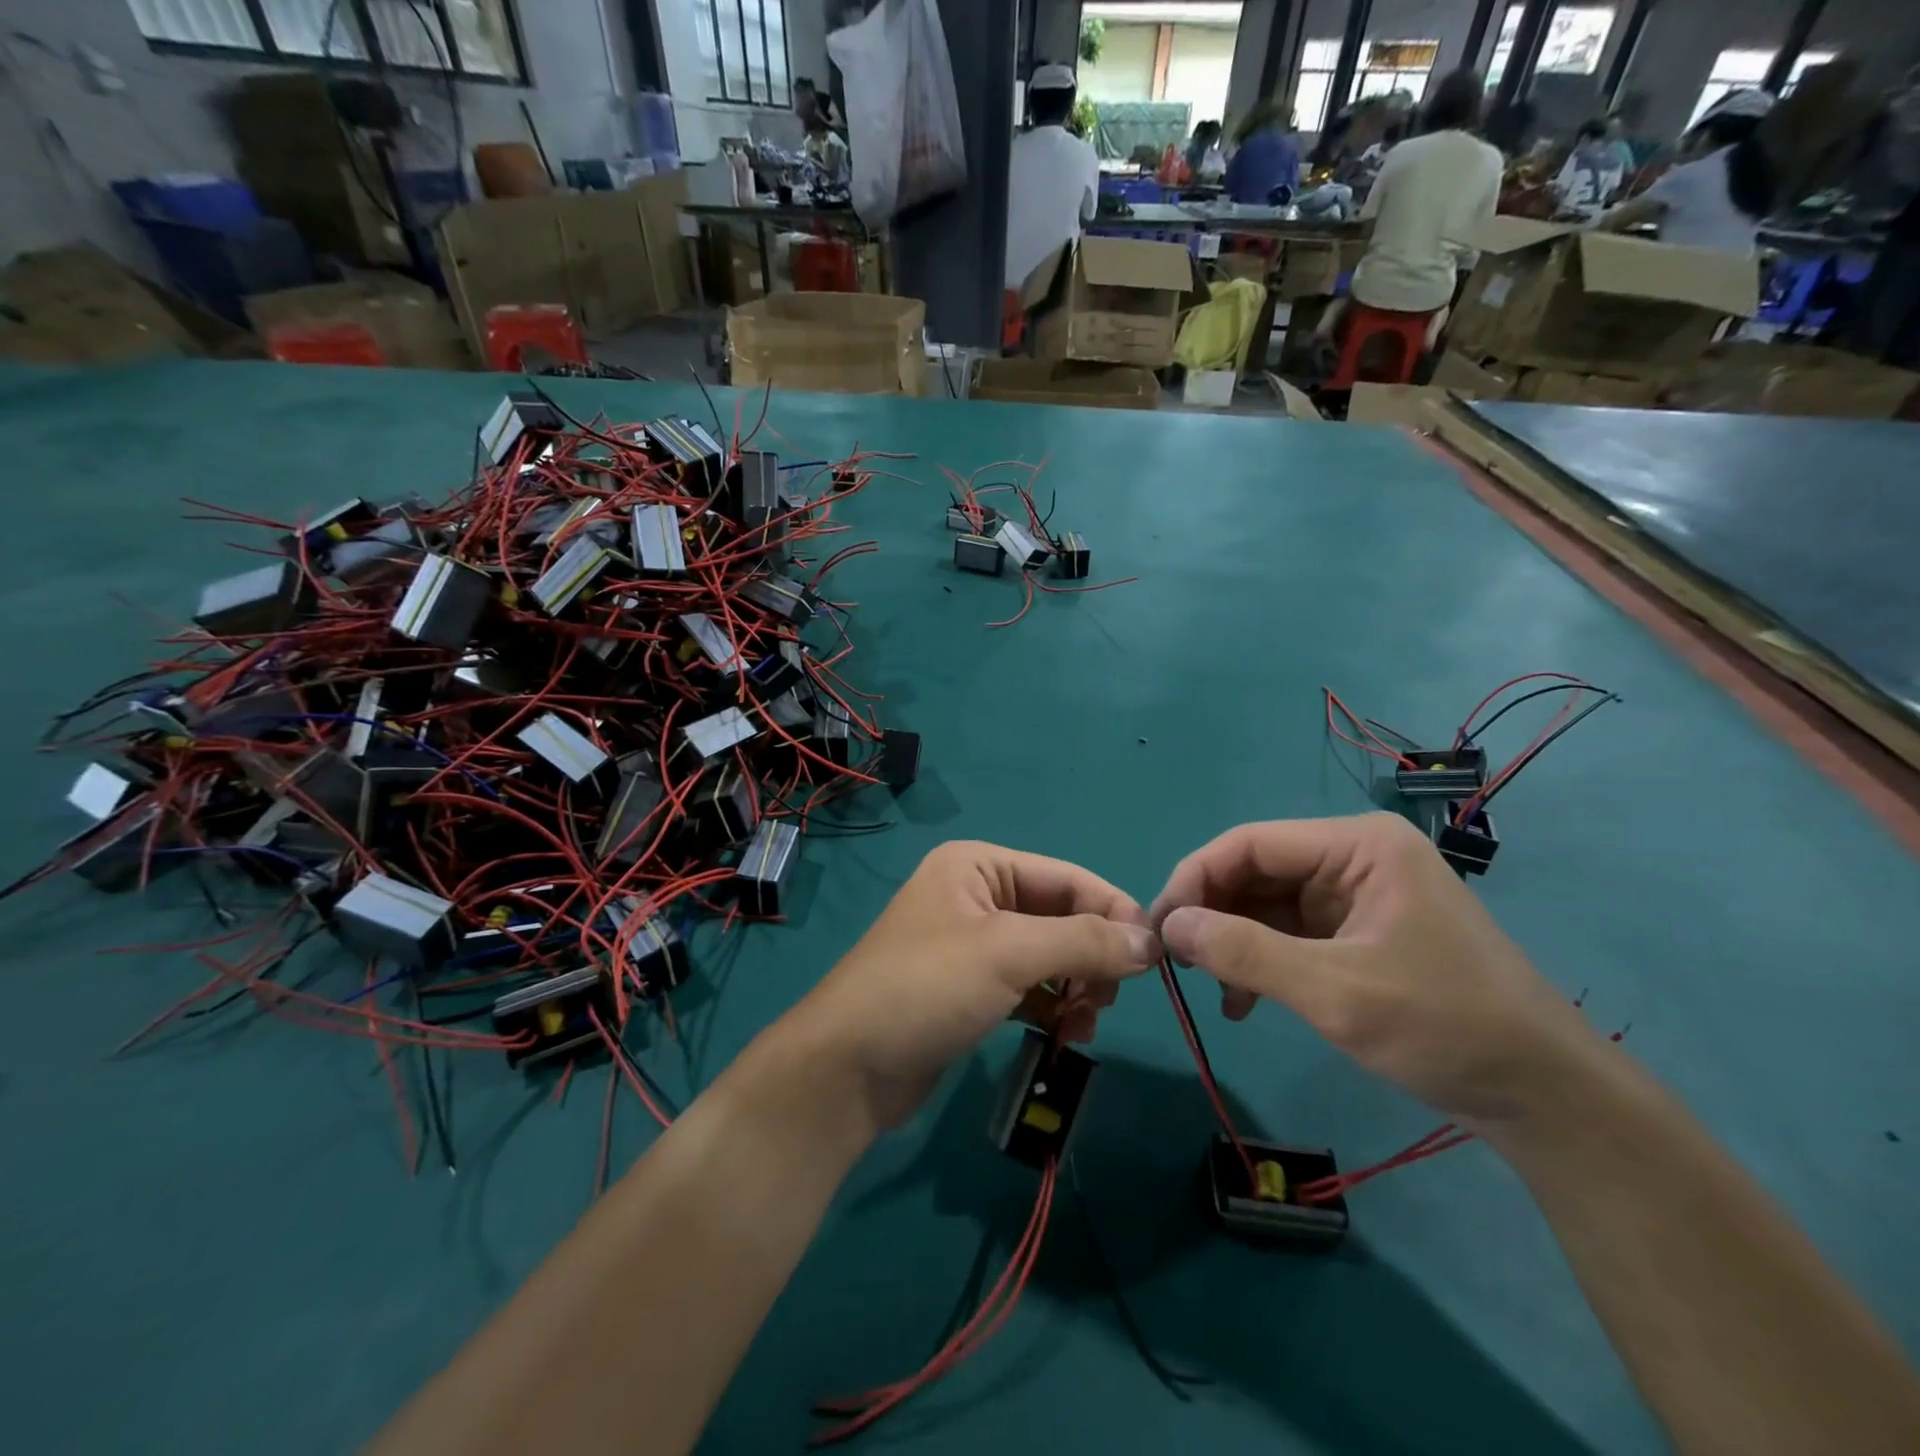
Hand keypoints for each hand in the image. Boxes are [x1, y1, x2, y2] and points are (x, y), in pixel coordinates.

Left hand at [794, 841, 1159, 1128]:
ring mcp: (971, 943)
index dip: (1114, 912)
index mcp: (979, 864)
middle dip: (1090, 958)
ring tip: (1083, 1024)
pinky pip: (1028, 986)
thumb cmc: (926, 989)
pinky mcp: (969, 988)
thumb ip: (1084, 942)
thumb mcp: (1009, 954)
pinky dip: (1052, 1006)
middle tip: (1106, 1002)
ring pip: (1048, 956)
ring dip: (1076, 987)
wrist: (846, 1069)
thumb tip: (1152, 941)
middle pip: (1060, 917)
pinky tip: (1063, 1034)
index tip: (1156, 958)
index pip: (1067, 878)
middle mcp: (976, 894)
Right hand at [1150, 813, 1594, 1125]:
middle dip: (1212, 915)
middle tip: (1177, 963)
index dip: (1196, 878)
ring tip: (1210, 988)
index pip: (1250, 843)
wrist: (1545, 1097)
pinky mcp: (1357, 932)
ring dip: (1232, 943)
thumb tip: (1169, 926)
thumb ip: (1245, 953)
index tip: (1159, 927)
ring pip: (1266, 904)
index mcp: (1357, 846)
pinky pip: (1288, 933)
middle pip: (1255, 871)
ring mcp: (1356, 895)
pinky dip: (1259, 961)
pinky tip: (1242, 1002)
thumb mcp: (1335, 992)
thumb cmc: (1445, 1027)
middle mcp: (1353, 858)